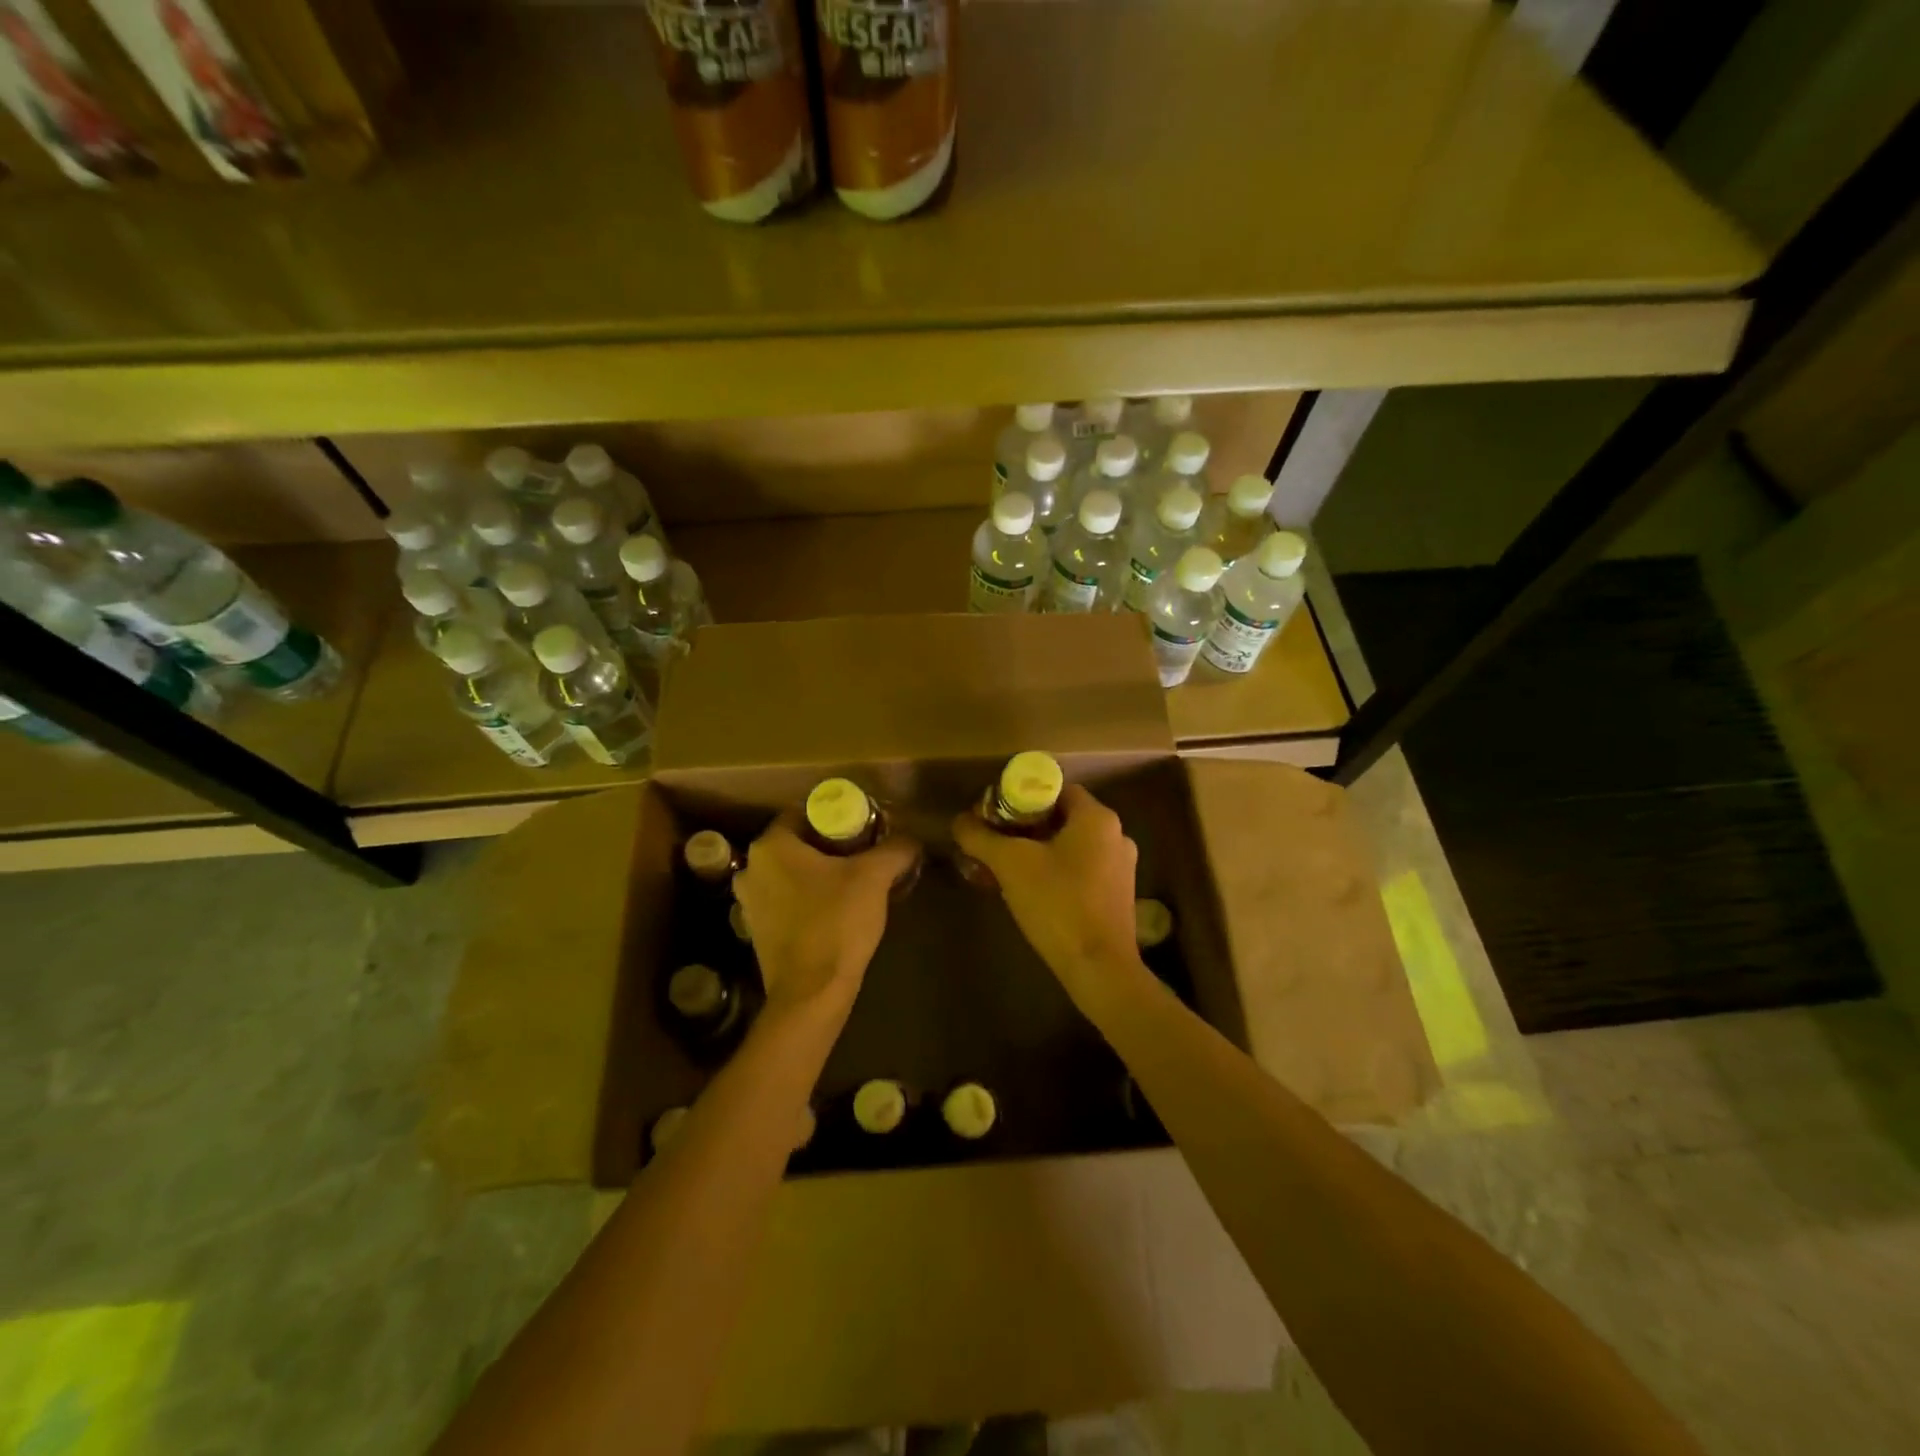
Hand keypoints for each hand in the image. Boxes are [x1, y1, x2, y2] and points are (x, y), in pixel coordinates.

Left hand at [734, 816, 919, 1015]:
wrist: (811, 993)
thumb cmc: (836, 923)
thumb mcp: (874, 877)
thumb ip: (895, 849)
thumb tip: (911, 839)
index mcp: (771, 846)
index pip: (803, 813)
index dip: (837, 816)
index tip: (864, 826)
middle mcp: (751, 869)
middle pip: (797, 843)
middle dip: (830, 845)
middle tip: (864, 852)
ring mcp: (749, 902)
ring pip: (791, 873)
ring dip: (818, 873)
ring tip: (853, 881)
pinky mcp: (757, 930)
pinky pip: (786, 900)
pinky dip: (807, 898)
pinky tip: (834, 908)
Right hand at [951, 785, 1144, 1003]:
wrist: (1099, 968)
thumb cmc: (1057, 903)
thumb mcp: (1010, 865)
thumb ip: (981, 837)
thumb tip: (959, 821)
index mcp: (1097, 817)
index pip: (1055, 789)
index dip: (1021, 796)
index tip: (993, 814)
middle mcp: (1115, 835)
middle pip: (1061, 817)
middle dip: (1023, 827)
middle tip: (992, 841)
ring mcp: (1120, 867)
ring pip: (1069, 846)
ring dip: (1036, 851)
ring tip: (1003, 868)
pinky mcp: (1117, 895)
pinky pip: (1079, 869)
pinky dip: (1053, 871)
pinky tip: (1028, 891)